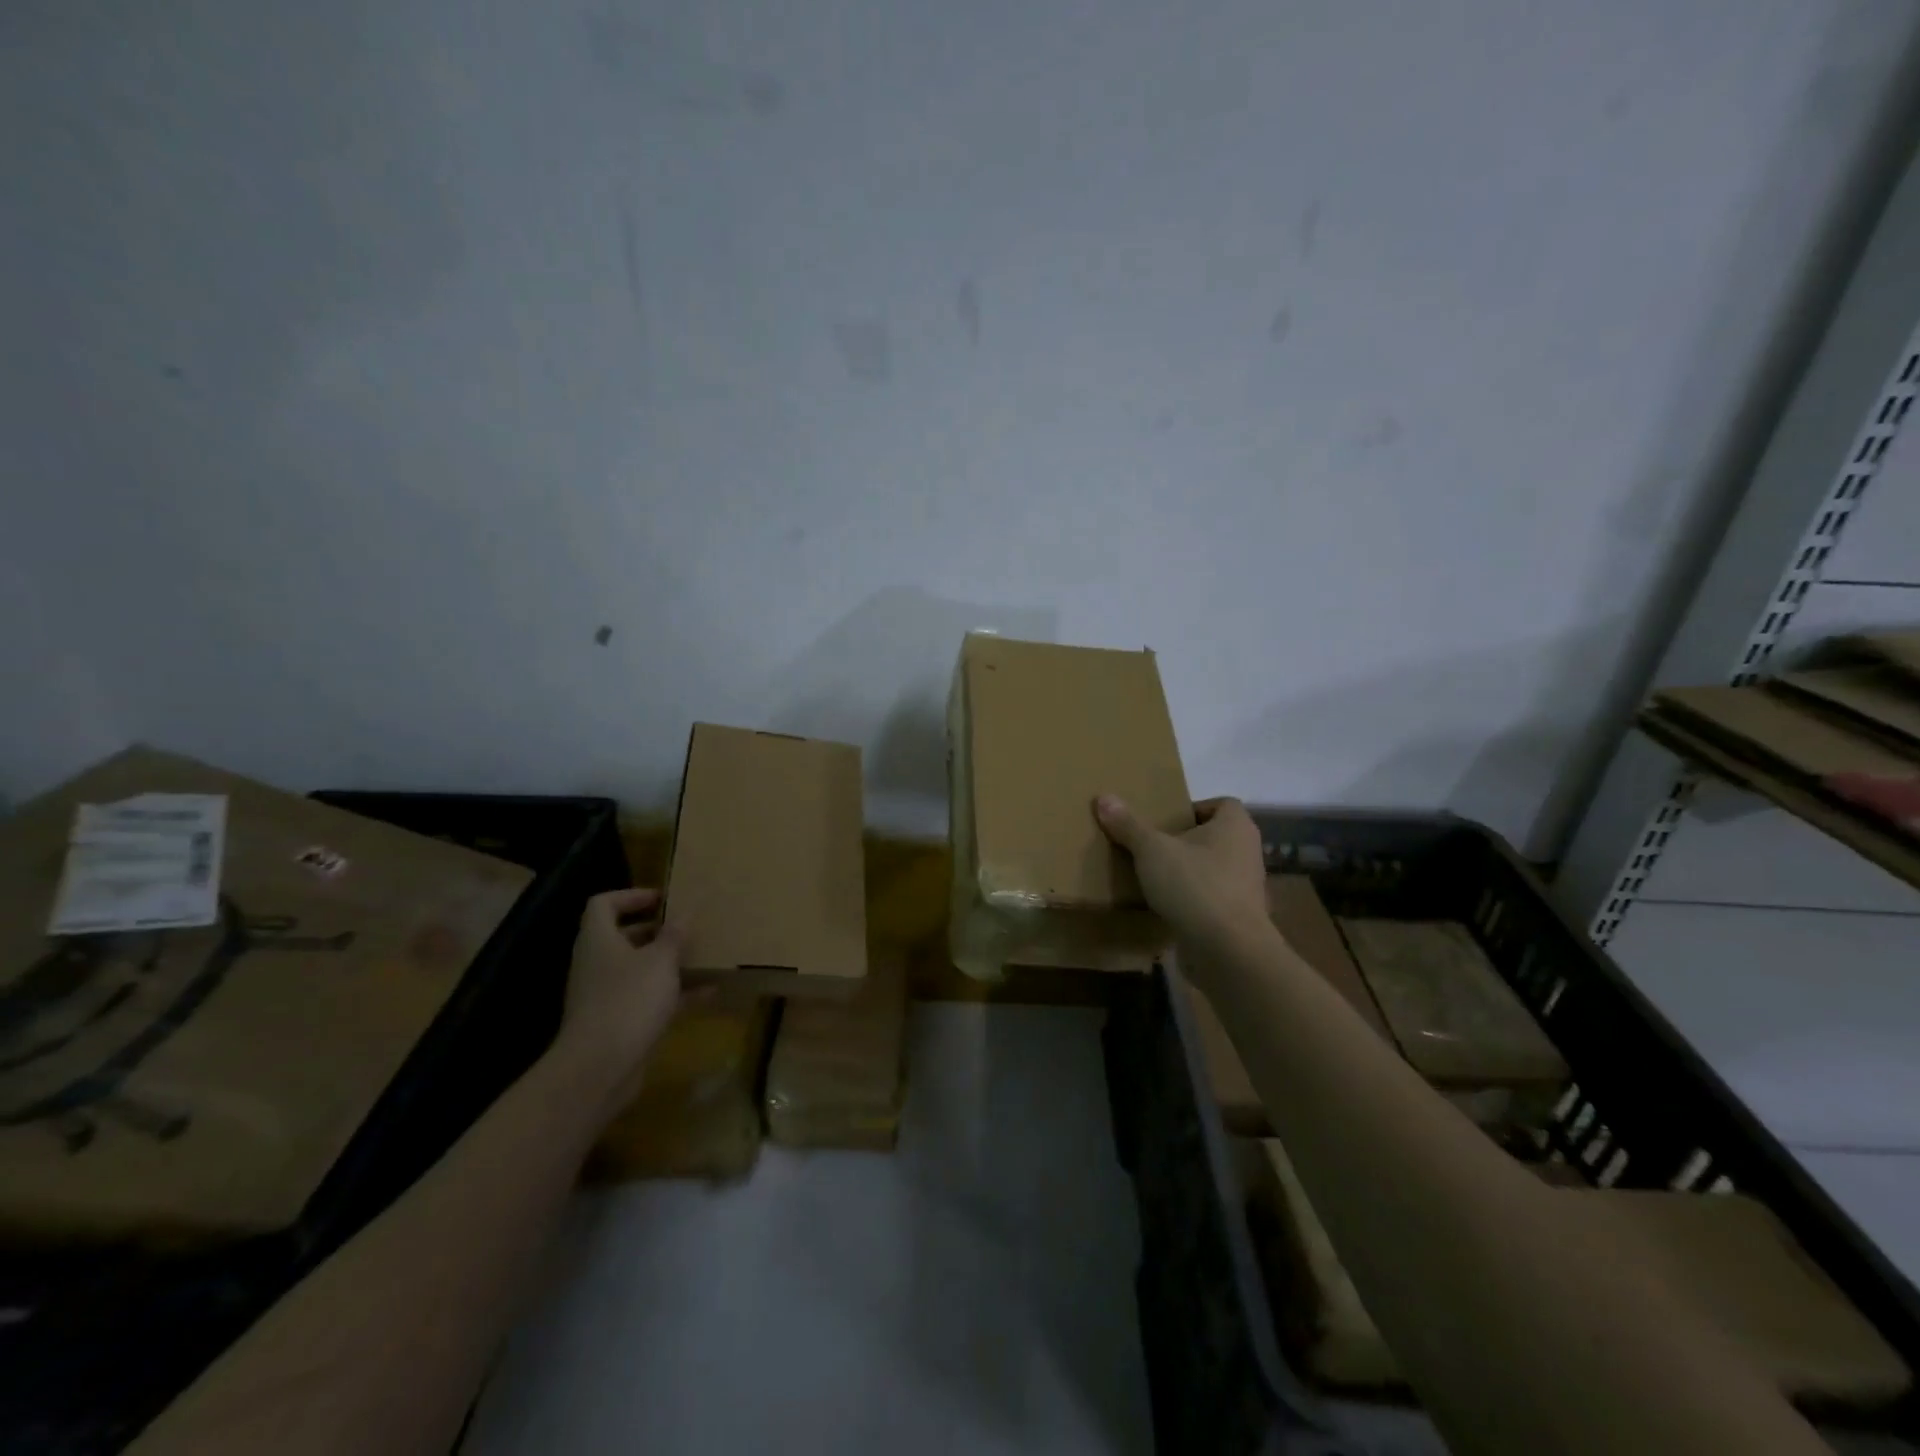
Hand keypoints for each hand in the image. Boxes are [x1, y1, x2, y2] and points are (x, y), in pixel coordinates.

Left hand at [555, 888, 683, 1111]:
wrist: (599, 1068)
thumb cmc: (629, 1000)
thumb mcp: (661, 960)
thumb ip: (674, 935)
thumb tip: (684, 913)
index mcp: (599, 940)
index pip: (603, 904)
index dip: (632, 896)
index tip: (664, 899)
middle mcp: (597, 964)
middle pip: (623, 937)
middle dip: (656, 930)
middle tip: (687, 927)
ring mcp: (606, 995)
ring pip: (639, 969)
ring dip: (668, 963)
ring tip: (702, 956)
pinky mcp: (618, 1023)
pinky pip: (649, 999)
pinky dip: (675, 993)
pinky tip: (709, 992)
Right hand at [1095, 795, 1267, 950]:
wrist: (1228, 951)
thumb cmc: (1195, 886)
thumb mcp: (1152, 850)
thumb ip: (1128, 825)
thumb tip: (1104, 797)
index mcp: (1235, 826)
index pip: (1222, 804)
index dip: (1194, 808)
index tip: (1165, 820)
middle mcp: (1247, 852)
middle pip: (1215, 837)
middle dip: (1185, 841)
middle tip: (1151, 845)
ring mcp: (1245, 888)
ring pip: (1213, 869)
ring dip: (1187, 872)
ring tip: (1153, 877)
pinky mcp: (1238, 919)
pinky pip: (1211, 899)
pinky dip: (1191, 901)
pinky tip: (1165, 907)